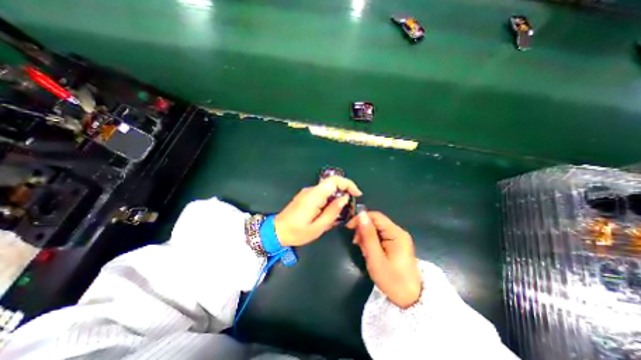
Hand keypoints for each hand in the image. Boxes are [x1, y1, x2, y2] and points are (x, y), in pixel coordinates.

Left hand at [275, 176, 359, 246]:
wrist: (277, 231)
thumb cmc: (297, 232)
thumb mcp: (319, 226)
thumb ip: (333, 211)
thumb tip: (344, 198)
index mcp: (314, 196)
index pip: (334, 180)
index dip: (348, 184)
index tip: (357, 194)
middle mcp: (311, 190)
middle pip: (332, 184)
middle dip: (344, 192)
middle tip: (350, 207)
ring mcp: (308, 192)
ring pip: (328, 190)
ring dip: (337, 198)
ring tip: (340, 213)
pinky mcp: (306, 196)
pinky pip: (322, 194)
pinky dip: (330, 201)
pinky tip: (329, 213)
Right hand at [349, 212, 424, 308]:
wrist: (410, 299)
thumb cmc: (392, 280)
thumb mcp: (376, 259)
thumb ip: (368, 236)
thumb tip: (361, 214)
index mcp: (396, 234)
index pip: (375, 216)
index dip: (361, 219)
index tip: (349, 229)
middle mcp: (399, 232)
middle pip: (376, 221)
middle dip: (363, 229)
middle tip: (357, 244)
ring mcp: (399, 237)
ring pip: (377, 228)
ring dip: (367, 236)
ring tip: (364, 250)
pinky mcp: (397, 243)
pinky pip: (381, 235)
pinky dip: (372, 241)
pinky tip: (370, 251)